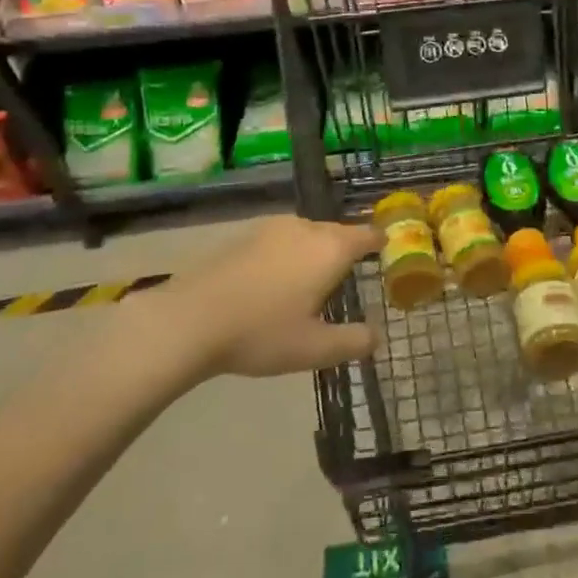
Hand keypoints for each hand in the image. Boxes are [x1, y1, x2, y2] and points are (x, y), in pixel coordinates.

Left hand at [115, 215, 378, 383]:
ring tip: (313, 280)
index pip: (366, 235)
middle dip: (347, 250)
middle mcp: (306, 228)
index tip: (389, 249)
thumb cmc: (260, 332)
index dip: (380, 242)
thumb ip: (353, 342)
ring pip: (307, 234)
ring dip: (315, 251)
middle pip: (337, 232)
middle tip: (351, 275)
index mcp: (330, 249)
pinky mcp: (244, 235)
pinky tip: (275, 281)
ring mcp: (272, 228)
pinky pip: (280, 240)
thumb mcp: (314, 348)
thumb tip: (377, 336)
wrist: (188, 319)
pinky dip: (288, 254)